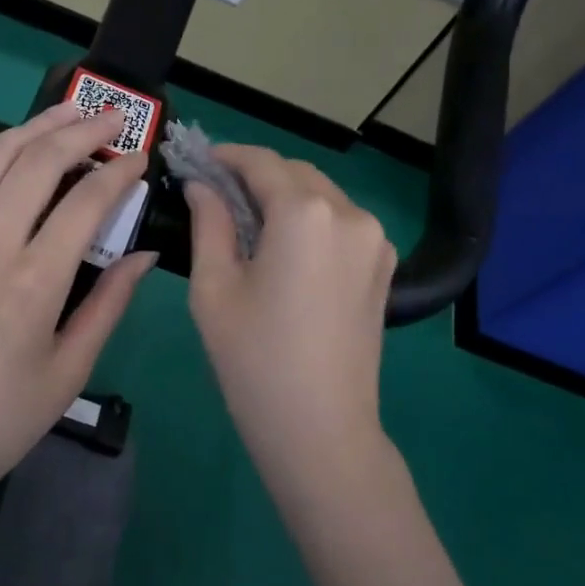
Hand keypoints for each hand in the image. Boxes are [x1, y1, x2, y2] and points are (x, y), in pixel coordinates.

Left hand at [0, 103, 156, 518]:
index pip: (85, 202)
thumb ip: (109, 304)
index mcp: (33, 283)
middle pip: (36, 163)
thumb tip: (143, 254)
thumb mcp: (68, 372)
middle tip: (110, 117)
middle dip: (79, 129)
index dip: (118, 172)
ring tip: (62, 113)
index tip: (138, 158)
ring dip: (29, 129)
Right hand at [184, 146, 395, 480]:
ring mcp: (375, 239)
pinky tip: (286, 245)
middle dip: (256, 174)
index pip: (262, 162)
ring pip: (322, 195)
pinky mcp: (384, 266)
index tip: (200, 160)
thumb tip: (201, 186)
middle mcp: (349, 213)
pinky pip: (343, 222)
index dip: (228, 156)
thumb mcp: (214, 287)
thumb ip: (209, 223)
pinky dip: (312, 218)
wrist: (321, 429)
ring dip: (286, 194)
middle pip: (296, 173)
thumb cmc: (253, 359)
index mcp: (305, 213)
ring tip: (249, 219)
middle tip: (217, 192)